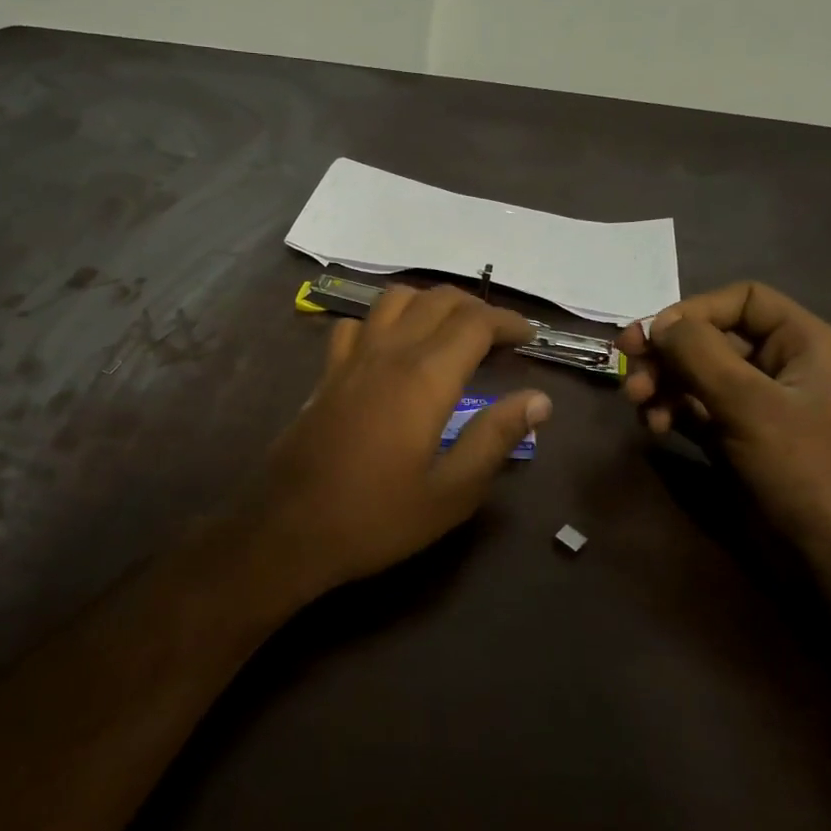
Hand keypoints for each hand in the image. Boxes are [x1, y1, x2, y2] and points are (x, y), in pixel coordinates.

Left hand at [251, 285, 549, 598]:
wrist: (291, 530)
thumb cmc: (378, 518)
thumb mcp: (452, 492)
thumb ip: (496, 438)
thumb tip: (539, 399)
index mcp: (424, 378)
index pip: (475, 323)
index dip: (508, 322)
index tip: (529, 338)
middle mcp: (387, 353)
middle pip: (436, 299)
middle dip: (475, 308)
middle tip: (499, 337)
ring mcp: (350, 360)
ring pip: (393, 300)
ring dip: (429, 303)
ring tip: (450, 332)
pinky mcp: (325, 375)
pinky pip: (355, 325)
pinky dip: (382, 321)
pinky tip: (390, 347)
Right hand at [614, 281, 830, 546]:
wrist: (828, 550)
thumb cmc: (800, 467)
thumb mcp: (749, 404)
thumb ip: (700, 355)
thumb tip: (659, 324)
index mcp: (803, 343)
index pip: (742, 300)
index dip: (695, 310)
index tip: (654, 336)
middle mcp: (780, 365)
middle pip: (711, 337)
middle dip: (667, 353)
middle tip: (627, 368)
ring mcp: (756, 402)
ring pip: (696, 374)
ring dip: (661, 383)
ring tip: (637, 405)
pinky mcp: (736, 434)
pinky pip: (694, 407)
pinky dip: (670, 411)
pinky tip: (653, 428)